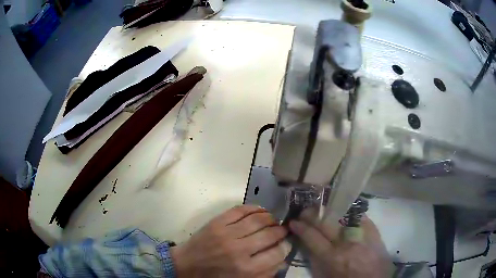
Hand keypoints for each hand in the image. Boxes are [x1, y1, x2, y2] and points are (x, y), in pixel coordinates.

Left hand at [171, 205, 289, 277]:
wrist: (187, 265)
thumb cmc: (216, 276)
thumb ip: (265, 274)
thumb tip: (283, 259)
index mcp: (246, 269)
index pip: (277, 253)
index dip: (286, 246)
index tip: (286, 243)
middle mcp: (239, 249)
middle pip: (270, 234)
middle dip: (281, 231)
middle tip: (283, 230)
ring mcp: (227, 233)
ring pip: (258, 219)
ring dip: (271, 218)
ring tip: (274, 220)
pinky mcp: (217, 222)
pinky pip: (240, 210)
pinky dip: (254, 208)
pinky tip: (261, 211)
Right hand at [289, 210, 392, 277]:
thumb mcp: (327, 275)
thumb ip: (316, 260)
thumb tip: (307, 243)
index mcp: (332, 257)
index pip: (312, 236)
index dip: (300, 227)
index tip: (293, 222)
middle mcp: (346, 242)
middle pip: (325, 222)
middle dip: (312, 214)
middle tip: (305, 211)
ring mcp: (361, 233)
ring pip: (341, 214)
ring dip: (328, 209)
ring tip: (321, 208)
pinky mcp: (373, 229)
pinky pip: (358, 214)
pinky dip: (348, 211)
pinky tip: (342, 209)